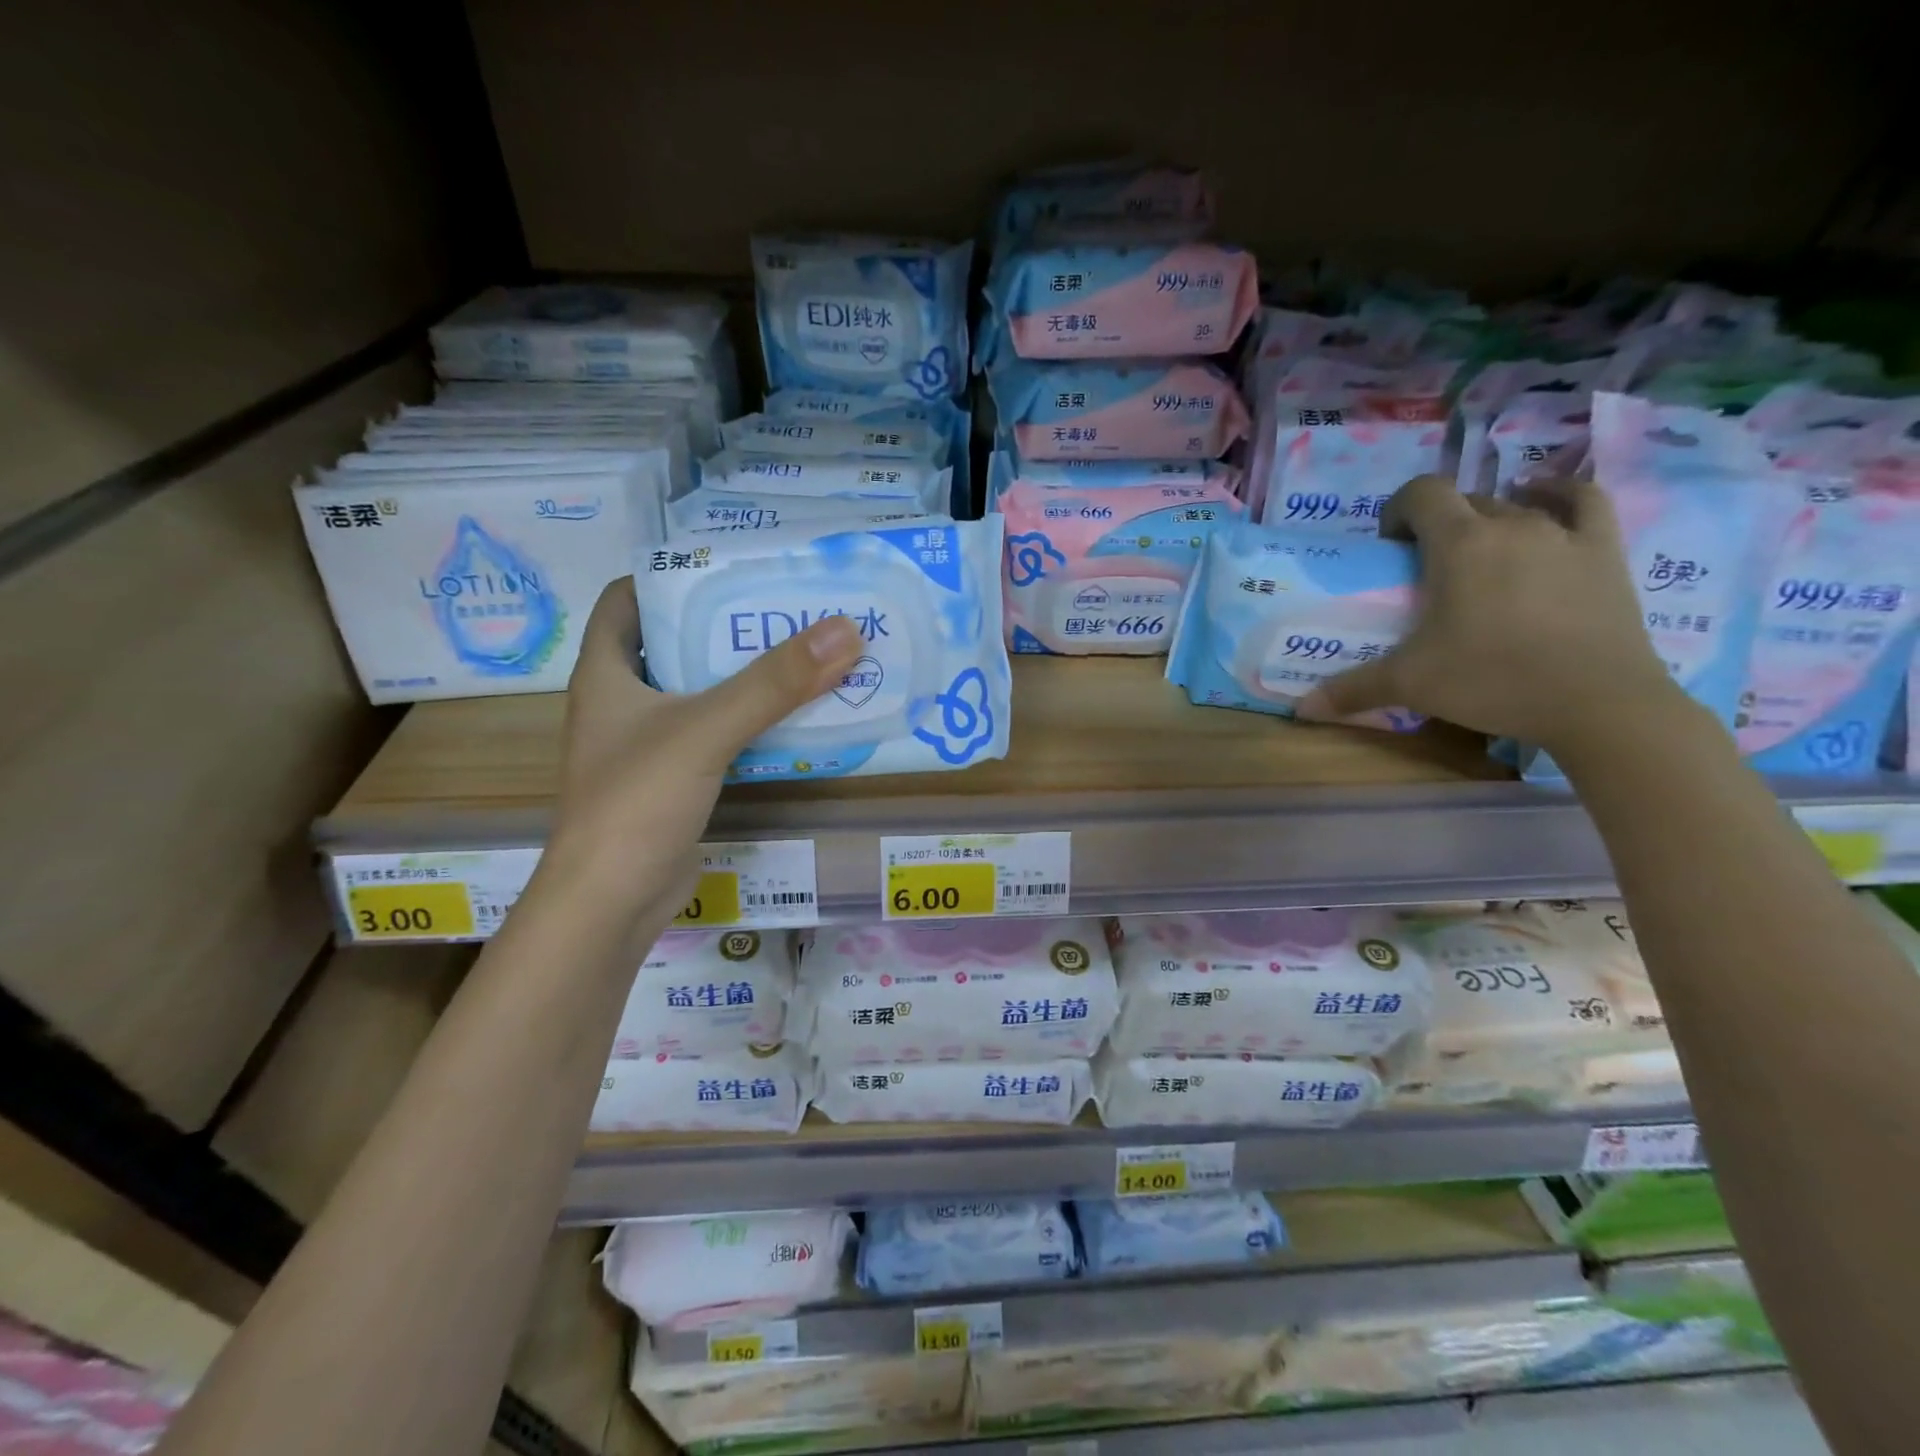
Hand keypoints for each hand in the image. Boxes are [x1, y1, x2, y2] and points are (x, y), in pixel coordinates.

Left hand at [537, 580, 864, 922]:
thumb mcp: (706, 730)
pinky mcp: (675, 780)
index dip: (671, 575)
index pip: (627, 600)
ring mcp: (648, 745)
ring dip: (747, 676)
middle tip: (789, 607)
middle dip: (728, 626)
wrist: (611, 903)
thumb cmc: (637, 801)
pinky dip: (752, 723)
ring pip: (701, 693)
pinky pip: (718, 735)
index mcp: (606, 673)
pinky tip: (795, 718)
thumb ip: (773, 683)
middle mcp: (623, 702)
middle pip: (675, 644)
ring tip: (805, 654)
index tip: (731, 566)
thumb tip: (845, 630)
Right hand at [1299, 475, 1685, 752]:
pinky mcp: (1604, 551)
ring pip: (1515, 506)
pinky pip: (1584, 501)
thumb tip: (1300, 708)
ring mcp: (1563, 534)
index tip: (1391, 546)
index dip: (1399, 510)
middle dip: (1439, 525)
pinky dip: (1559, 493)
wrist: (1597, 703)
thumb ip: (1352, 689)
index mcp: (1459, 544)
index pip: (1422, 494)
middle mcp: (1510, 525)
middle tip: (1427, 569)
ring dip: (1489, 520)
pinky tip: (1543, 499)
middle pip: (1465, 502)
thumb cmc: (1492, 681)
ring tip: (1479, 553)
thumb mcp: (1410, 684)